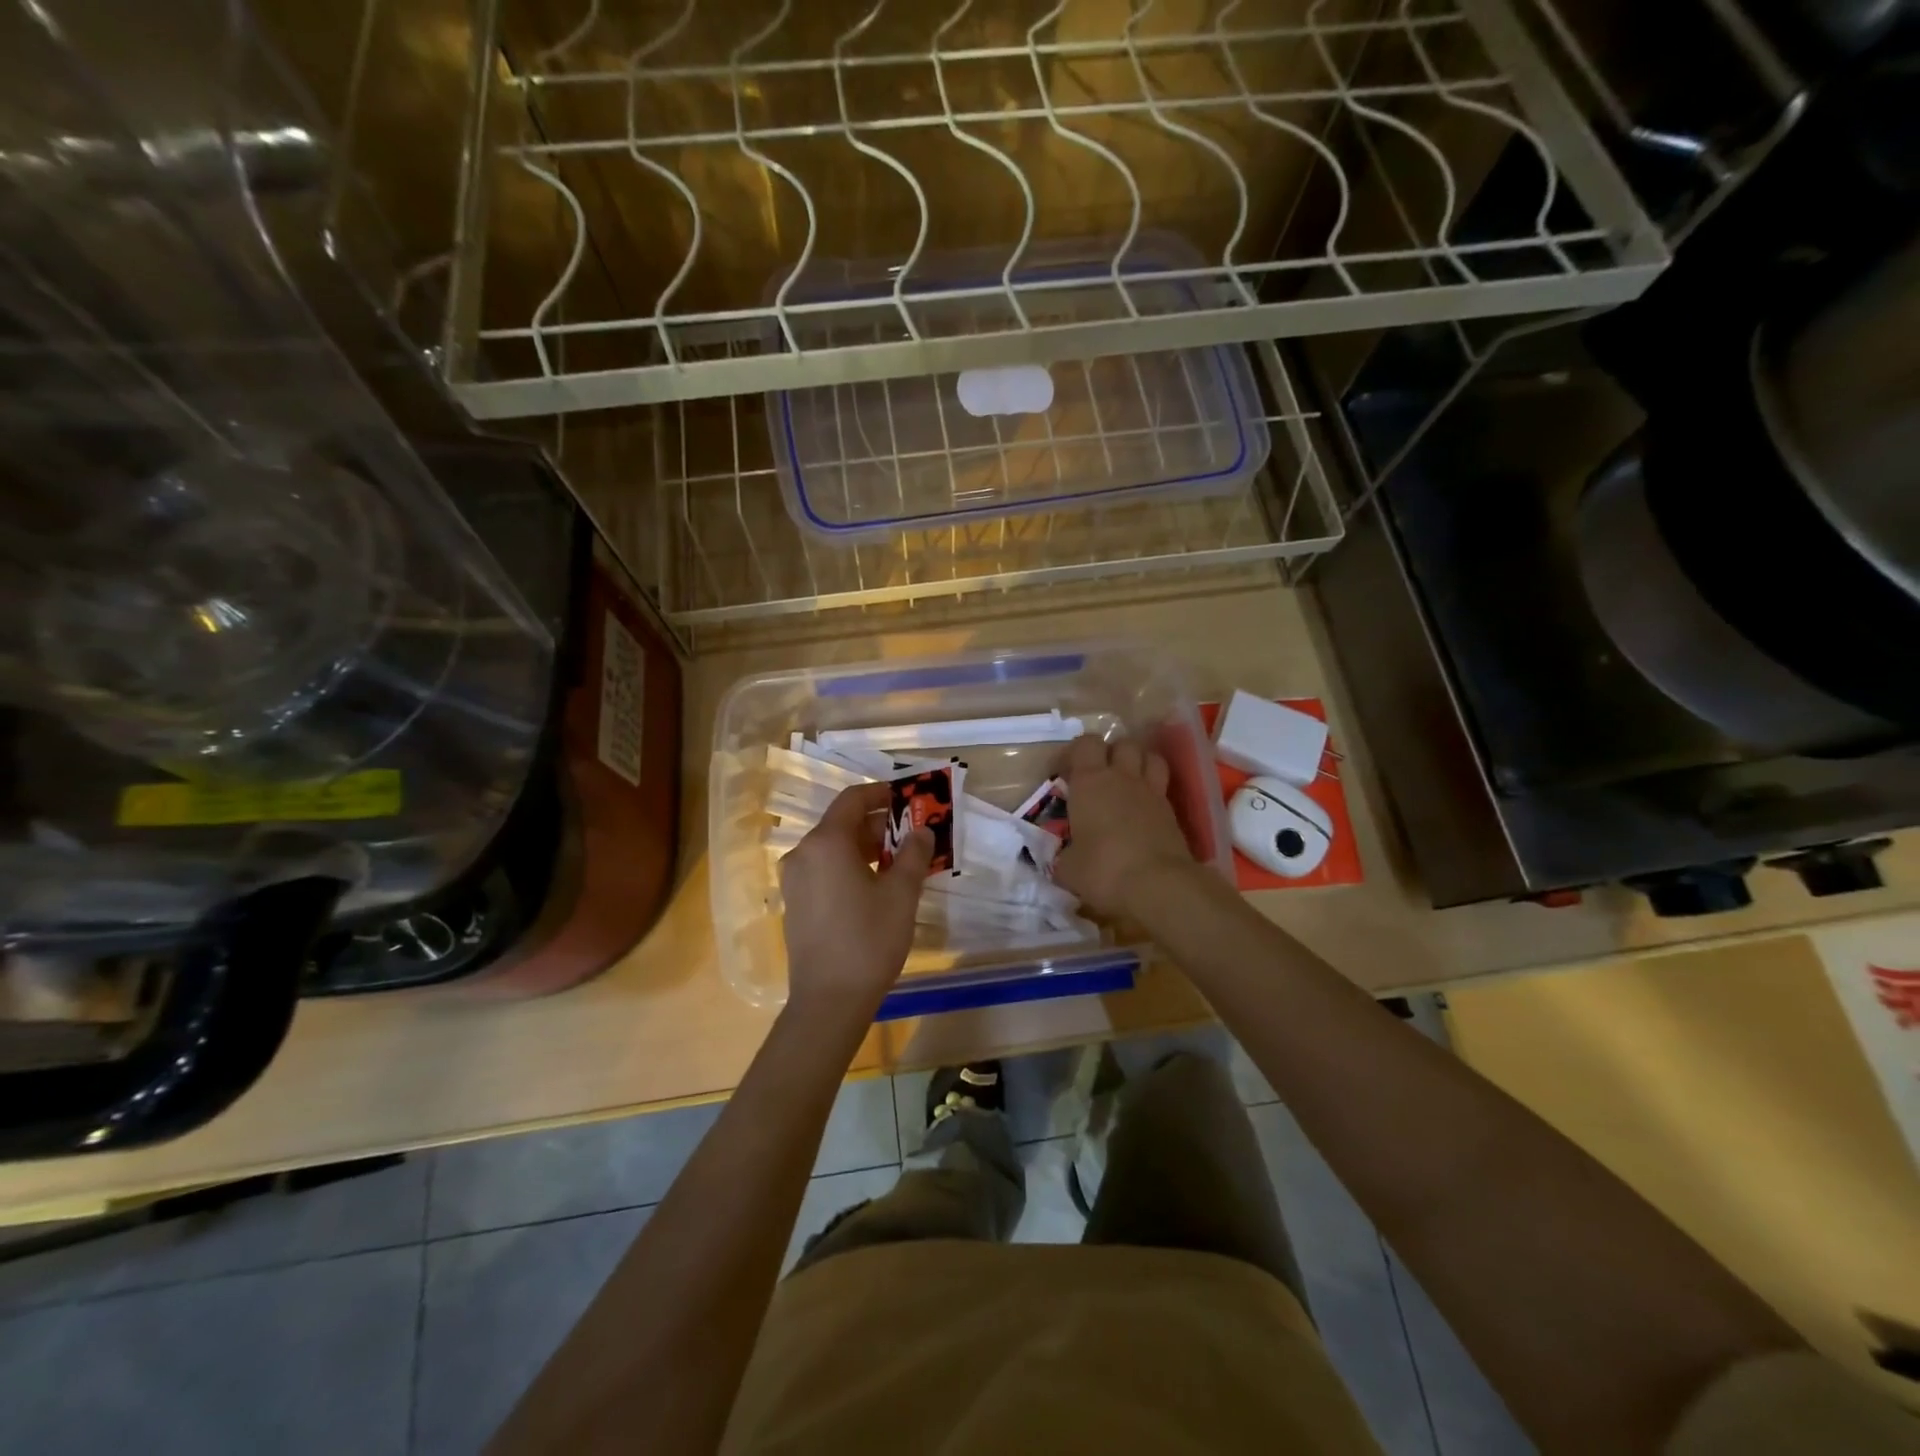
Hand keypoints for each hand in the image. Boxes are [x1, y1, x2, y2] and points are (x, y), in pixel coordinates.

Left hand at [779, 782, 931, 1015]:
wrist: (828, 1000)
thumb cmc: (869, 940)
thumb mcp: (901, 894)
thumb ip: (914, 854)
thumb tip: (922, 831)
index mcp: (826, 842)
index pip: (853, 799)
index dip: (881, 794)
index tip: (908, 799)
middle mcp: (803, 853)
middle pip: (842, 823)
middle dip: (879, 825)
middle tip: (912, 835)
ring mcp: (794, 879)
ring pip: (833, 848)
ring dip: (866, 847)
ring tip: (901, 861)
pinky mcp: (795, 902)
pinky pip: (824, 869)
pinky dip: (850, 866)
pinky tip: (876, 885)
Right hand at [1053, 734, 1198, 917]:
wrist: (1158, 885)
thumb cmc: (1103, 869)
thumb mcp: (1068, 868)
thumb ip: (1064, 856)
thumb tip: (1065, 859)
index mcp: (1090, 782)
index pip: (1085, 744)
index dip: (1073, 753)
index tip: (1063, 774)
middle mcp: (1122, 778)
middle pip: (1122, 744)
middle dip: (1110, 753)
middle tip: (1098, 776)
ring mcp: (1152, 792)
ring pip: (1150, 757)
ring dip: (1138, 763)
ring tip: (1126, 782)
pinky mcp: (1172, 812)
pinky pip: (1162, 787)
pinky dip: (1153, 791)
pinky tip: (1143, 811)